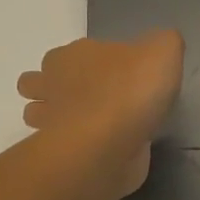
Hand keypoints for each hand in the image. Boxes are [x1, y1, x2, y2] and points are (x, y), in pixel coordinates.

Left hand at [18, 31, 185, 197]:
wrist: (109, 146)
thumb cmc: (131, 91)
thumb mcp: (163, 51)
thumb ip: (163, 43)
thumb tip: (160, 47)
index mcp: (73, 56)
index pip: (67, 53)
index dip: (84, 61)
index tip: (109, 73)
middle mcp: (52, 85)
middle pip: (36, 82)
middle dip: (51, 87)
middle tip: (86, 98)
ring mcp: (49, 123)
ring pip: (37, 115)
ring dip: (54, 119)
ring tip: (87, 125)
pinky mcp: (58, 155)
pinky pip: (58, 147)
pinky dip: (71, 147)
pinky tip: (98, 150)